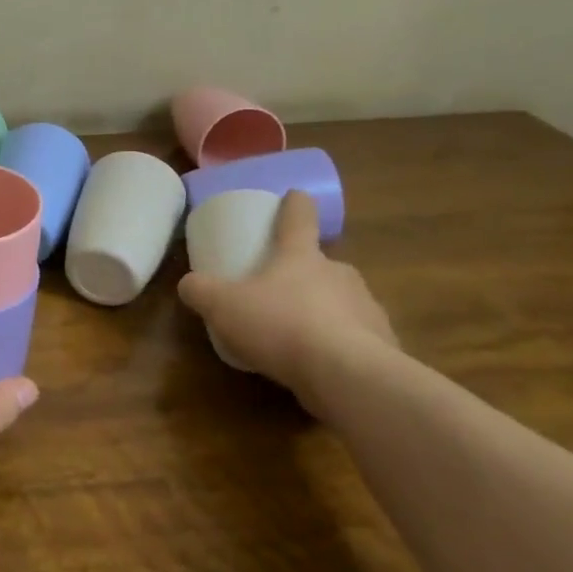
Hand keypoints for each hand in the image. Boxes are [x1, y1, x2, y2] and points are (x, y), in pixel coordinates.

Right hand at [177, 190, 397, 412]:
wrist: (348, 376)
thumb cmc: (281, 326)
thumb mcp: (222, 307)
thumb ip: (201, 291)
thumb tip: (188, 284)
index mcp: (300, 256)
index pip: (299, 217)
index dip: (295, 204)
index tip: (295, 196)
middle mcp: (338, 273)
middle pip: (321, 263)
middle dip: (304, 274)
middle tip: (281, 294)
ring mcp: (366, 307)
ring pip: (341, 301)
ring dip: (324, 312)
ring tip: (301, 338)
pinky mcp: (384, 344)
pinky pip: (358, 338)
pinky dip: (342, 346)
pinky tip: (325, 367)